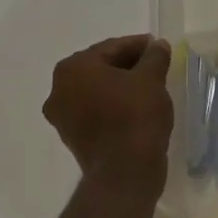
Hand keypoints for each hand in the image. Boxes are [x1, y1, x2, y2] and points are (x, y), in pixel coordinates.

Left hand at [43, 35, 173, 199]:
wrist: (124, 172)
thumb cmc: (135, 114)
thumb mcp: (151, 78)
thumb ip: (154, 56)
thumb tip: (158, 45)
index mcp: (74, 68)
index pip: (112, 47)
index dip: (139, 45)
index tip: (158, 47)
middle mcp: (59, 89)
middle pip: (101, 67)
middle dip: (128, 65)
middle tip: (155, 65)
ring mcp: (62, 117)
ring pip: (97, 90)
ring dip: (121, 85)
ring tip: (149, 86)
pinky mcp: (72, 138)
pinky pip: (95, 110)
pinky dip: (113, 104)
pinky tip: (136, 106)